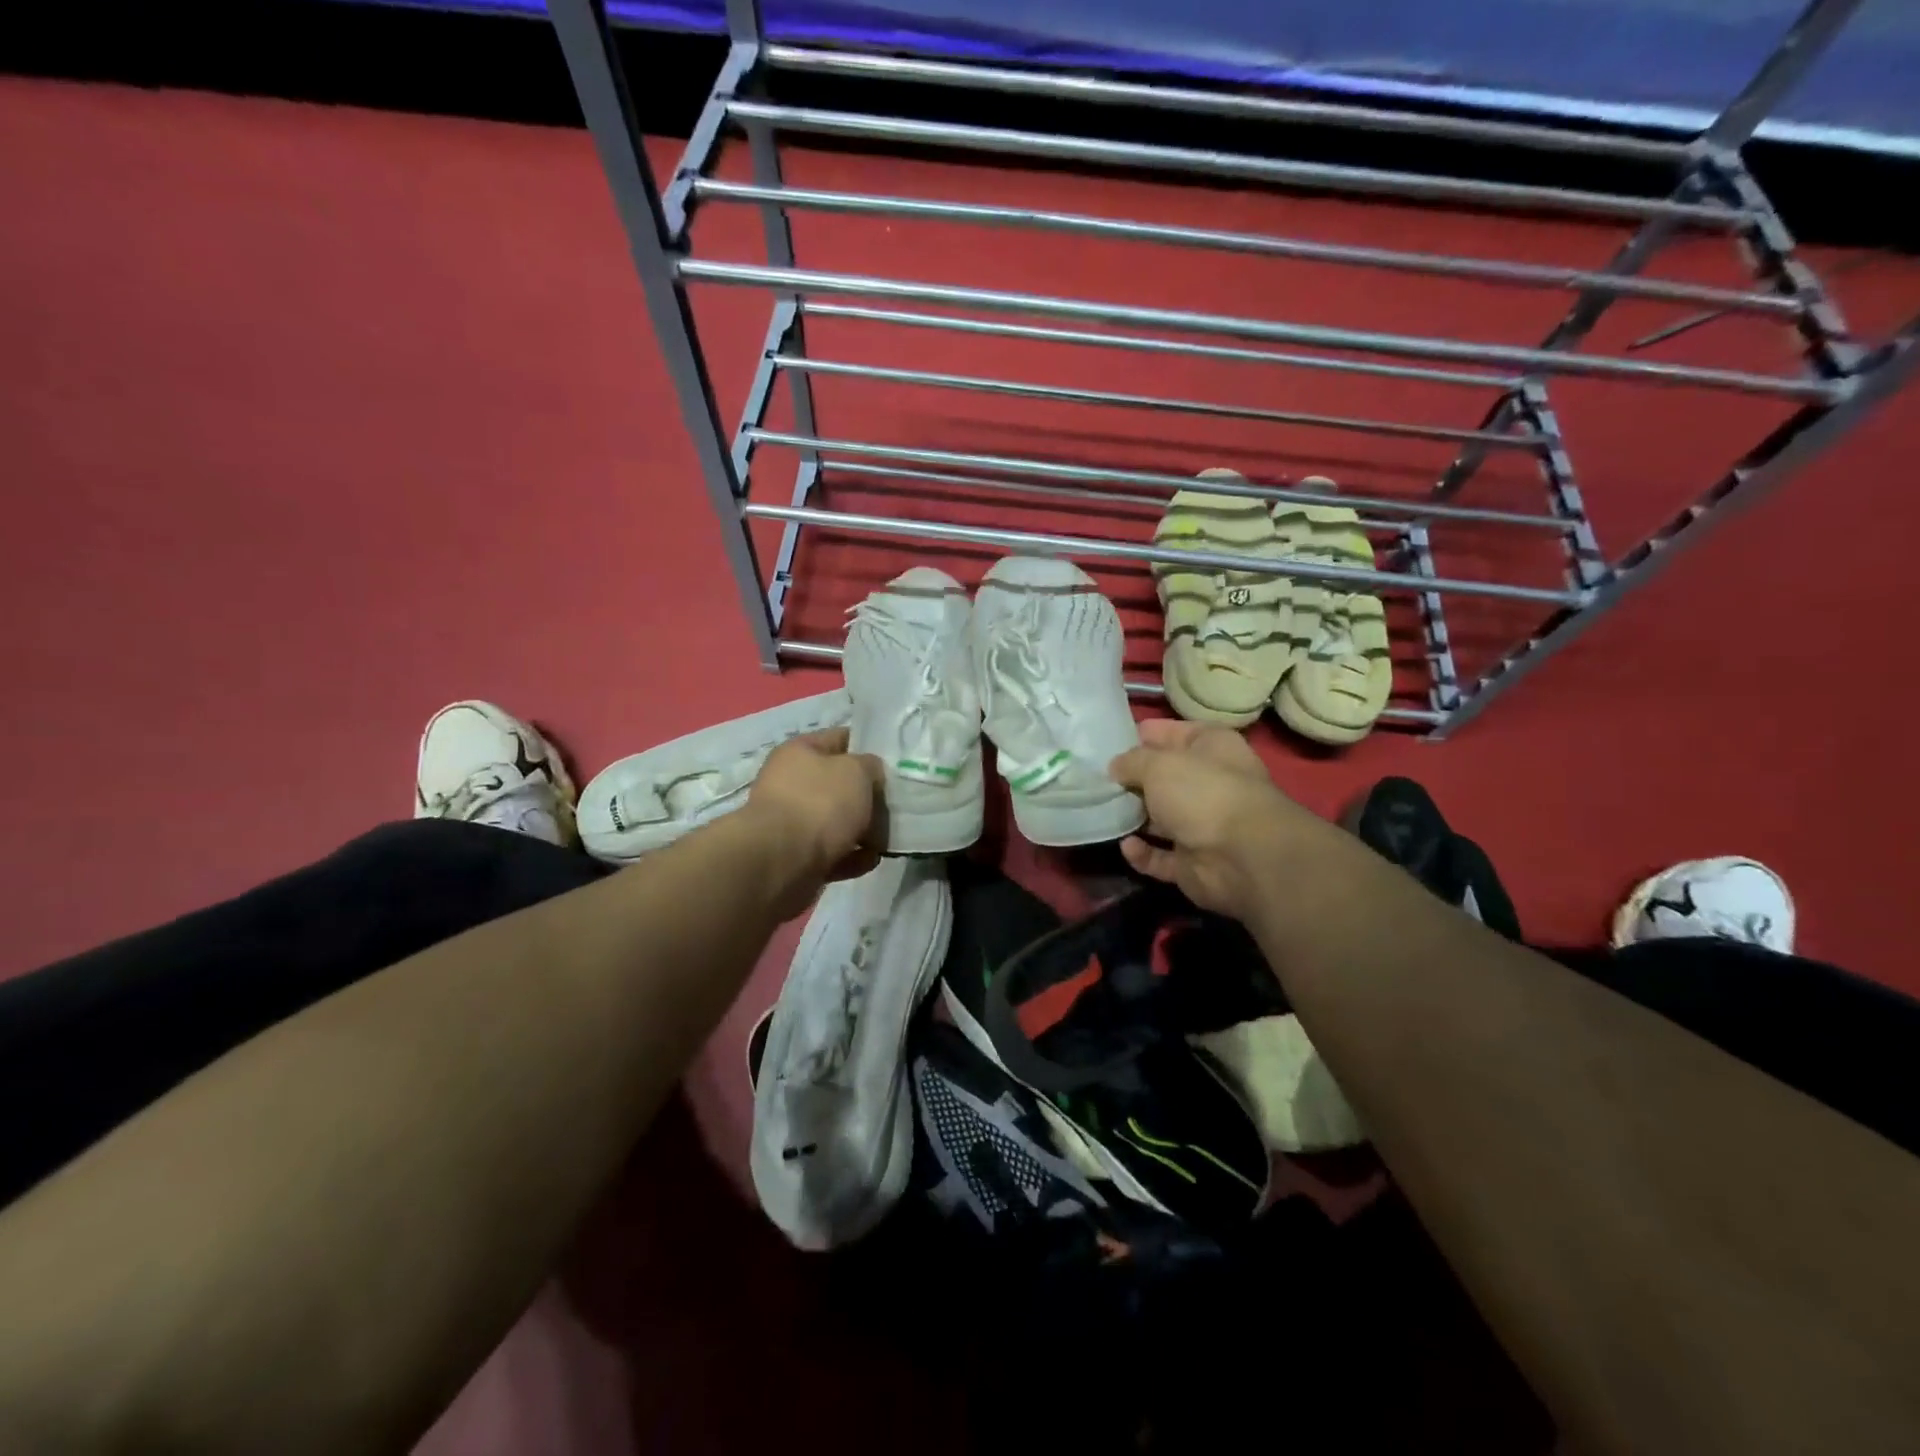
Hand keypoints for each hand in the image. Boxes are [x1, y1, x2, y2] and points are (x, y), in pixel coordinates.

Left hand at [745, 728, 885, 912]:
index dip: (868, 746)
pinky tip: (872, 859)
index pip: (840, 738)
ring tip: (890, 836)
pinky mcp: (797, 857)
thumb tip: (871, 775)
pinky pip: (833, 852)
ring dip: (864, 829)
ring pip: (837, 821)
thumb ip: (871, 766)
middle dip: (868, 794)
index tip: (894, 762)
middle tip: (896, 803)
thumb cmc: (820, 803)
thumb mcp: (857, 771)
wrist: (782, 862)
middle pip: (839, 784)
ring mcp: (792, 823)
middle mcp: (791, 783)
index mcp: (800, 752)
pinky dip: (853, 857)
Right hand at [1108, 719, 1323, 918]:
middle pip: (1165, 777)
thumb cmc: (1202, 792)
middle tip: (1096, 778)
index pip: (1175, 732)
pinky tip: (1127, 845)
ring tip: (1101, 810)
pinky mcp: (1193, 862)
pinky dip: (1142, 853)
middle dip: (1132, 779)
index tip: (1109, 740)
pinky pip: (1159, 856)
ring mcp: (1203, 825)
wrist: (1243, 857)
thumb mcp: (1158, 764)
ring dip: (1133, 816)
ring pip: (1160, 818)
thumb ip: (1131, 761)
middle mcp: (1210, 783)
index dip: (1145, 734)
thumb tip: (1116, 767)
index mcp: (1212, 748)